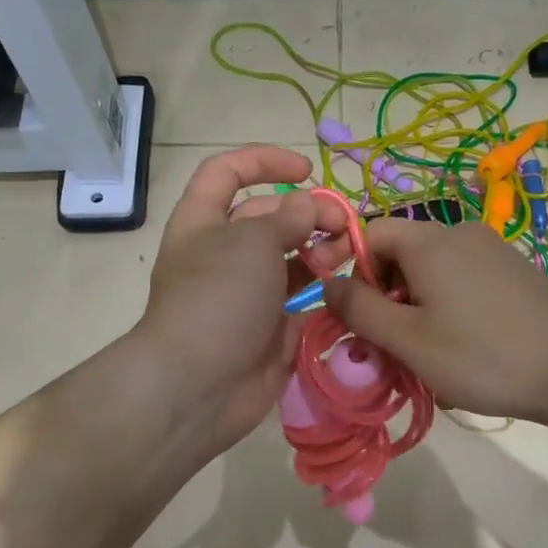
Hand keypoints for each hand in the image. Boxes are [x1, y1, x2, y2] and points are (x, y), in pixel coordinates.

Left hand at [133, 146, 320, 453]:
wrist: (198, 385)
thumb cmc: (218, 297)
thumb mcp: (251, 241)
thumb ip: (287, 218)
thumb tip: (308, 207)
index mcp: (204, 222)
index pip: (227, 173)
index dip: (264, 161)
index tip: (307, 169)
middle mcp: (224, 254)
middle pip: (268, 217)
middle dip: (307, 212)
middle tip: (343, 223)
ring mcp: (247, 294)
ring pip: (290, 260)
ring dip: (321, 249)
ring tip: (349, 251)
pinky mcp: (270, 330)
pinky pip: (302, 302)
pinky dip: (324, 292)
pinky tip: (348, 286)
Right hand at [321, 218, 547, 423]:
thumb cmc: (483, 355)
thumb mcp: (408, 339)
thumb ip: (359, 308)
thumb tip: (328, 283)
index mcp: (430, 241)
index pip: (369, 233)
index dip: (349, 269)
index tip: (350, 315)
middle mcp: (461, 233)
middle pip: (401, 253)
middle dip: (384, 296)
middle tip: (385, 345)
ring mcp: (494, 251)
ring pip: (433, 273)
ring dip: (415, 308)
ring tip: (424, 356)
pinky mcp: (516, 273)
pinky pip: (463, 282)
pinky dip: (447, 309)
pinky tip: (461, 349)